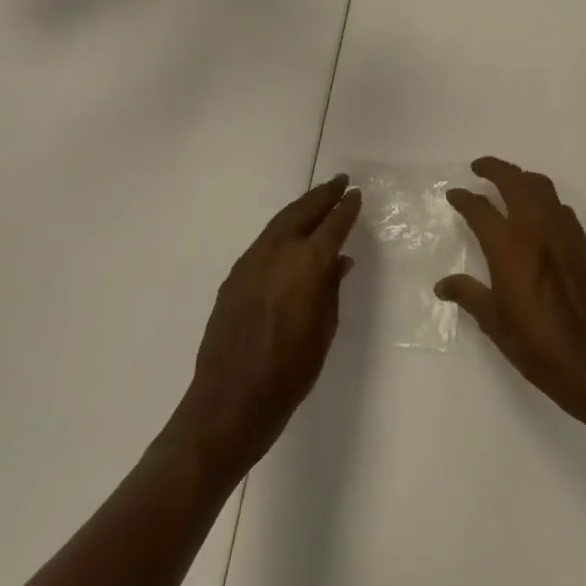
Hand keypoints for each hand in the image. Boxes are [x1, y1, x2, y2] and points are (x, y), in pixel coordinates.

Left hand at [176, 174, 359, 479]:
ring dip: (300, 208)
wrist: (230, 402)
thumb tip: (339, 261)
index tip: (356, 195)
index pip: (333, 224)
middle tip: (339, 183)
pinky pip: (263, 242)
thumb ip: (331, 289)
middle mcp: (279, 252)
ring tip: (316, 200)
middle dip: (323, 195)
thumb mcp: (324, 331)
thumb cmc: (290, 372)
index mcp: (308, 264)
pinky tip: (288, 236)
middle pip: (303, 212)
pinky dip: (281, 229)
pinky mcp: (234, 277)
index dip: (346, 208)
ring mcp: (251, 262)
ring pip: (280, 222)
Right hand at [437, 158, 585, 424]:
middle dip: (493, 168)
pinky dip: (542, 197)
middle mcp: (535, 228)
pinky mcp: (581, 241)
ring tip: (507, 183)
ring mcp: (562, 231)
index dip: (464, 198)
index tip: (454, 194)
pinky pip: (558, 205)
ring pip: (540, 186)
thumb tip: (442, 285)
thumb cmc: (536, 345)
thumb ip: (468, 294)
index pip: (480, 208)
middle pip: (513, 181)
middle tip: (478, 167)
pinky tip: (536, 213)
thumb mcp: (494, 322)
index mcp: (509, 246)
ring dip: (521, 177)